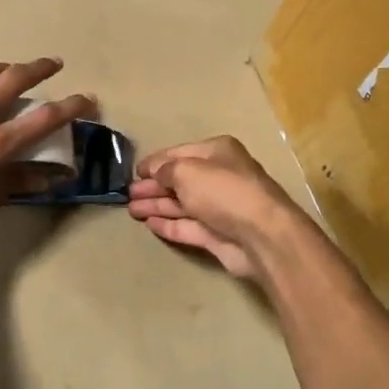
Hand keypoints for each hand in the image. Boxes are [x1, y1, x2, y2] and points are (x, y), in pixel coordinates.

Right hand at [127, 136, 305, 278]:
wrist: (260, 235)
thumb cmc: (223, 191)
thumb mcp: (186, 170)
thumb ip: (165, 170)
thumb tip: (155, 173)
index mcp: (217, 152)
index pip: (179, 153)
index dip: (155, 162)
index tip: (134, 171)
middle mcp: (219, 177)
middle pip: (179, 180)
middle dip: (153, 186)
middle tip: (128, 194)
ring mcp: (218, 208)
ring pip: (181, 204)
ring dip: (156, 205)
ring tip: (131, 210)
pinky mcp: (217, 235)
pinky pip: (186, 226)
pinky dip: (168, 224)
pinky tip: (149, 223)